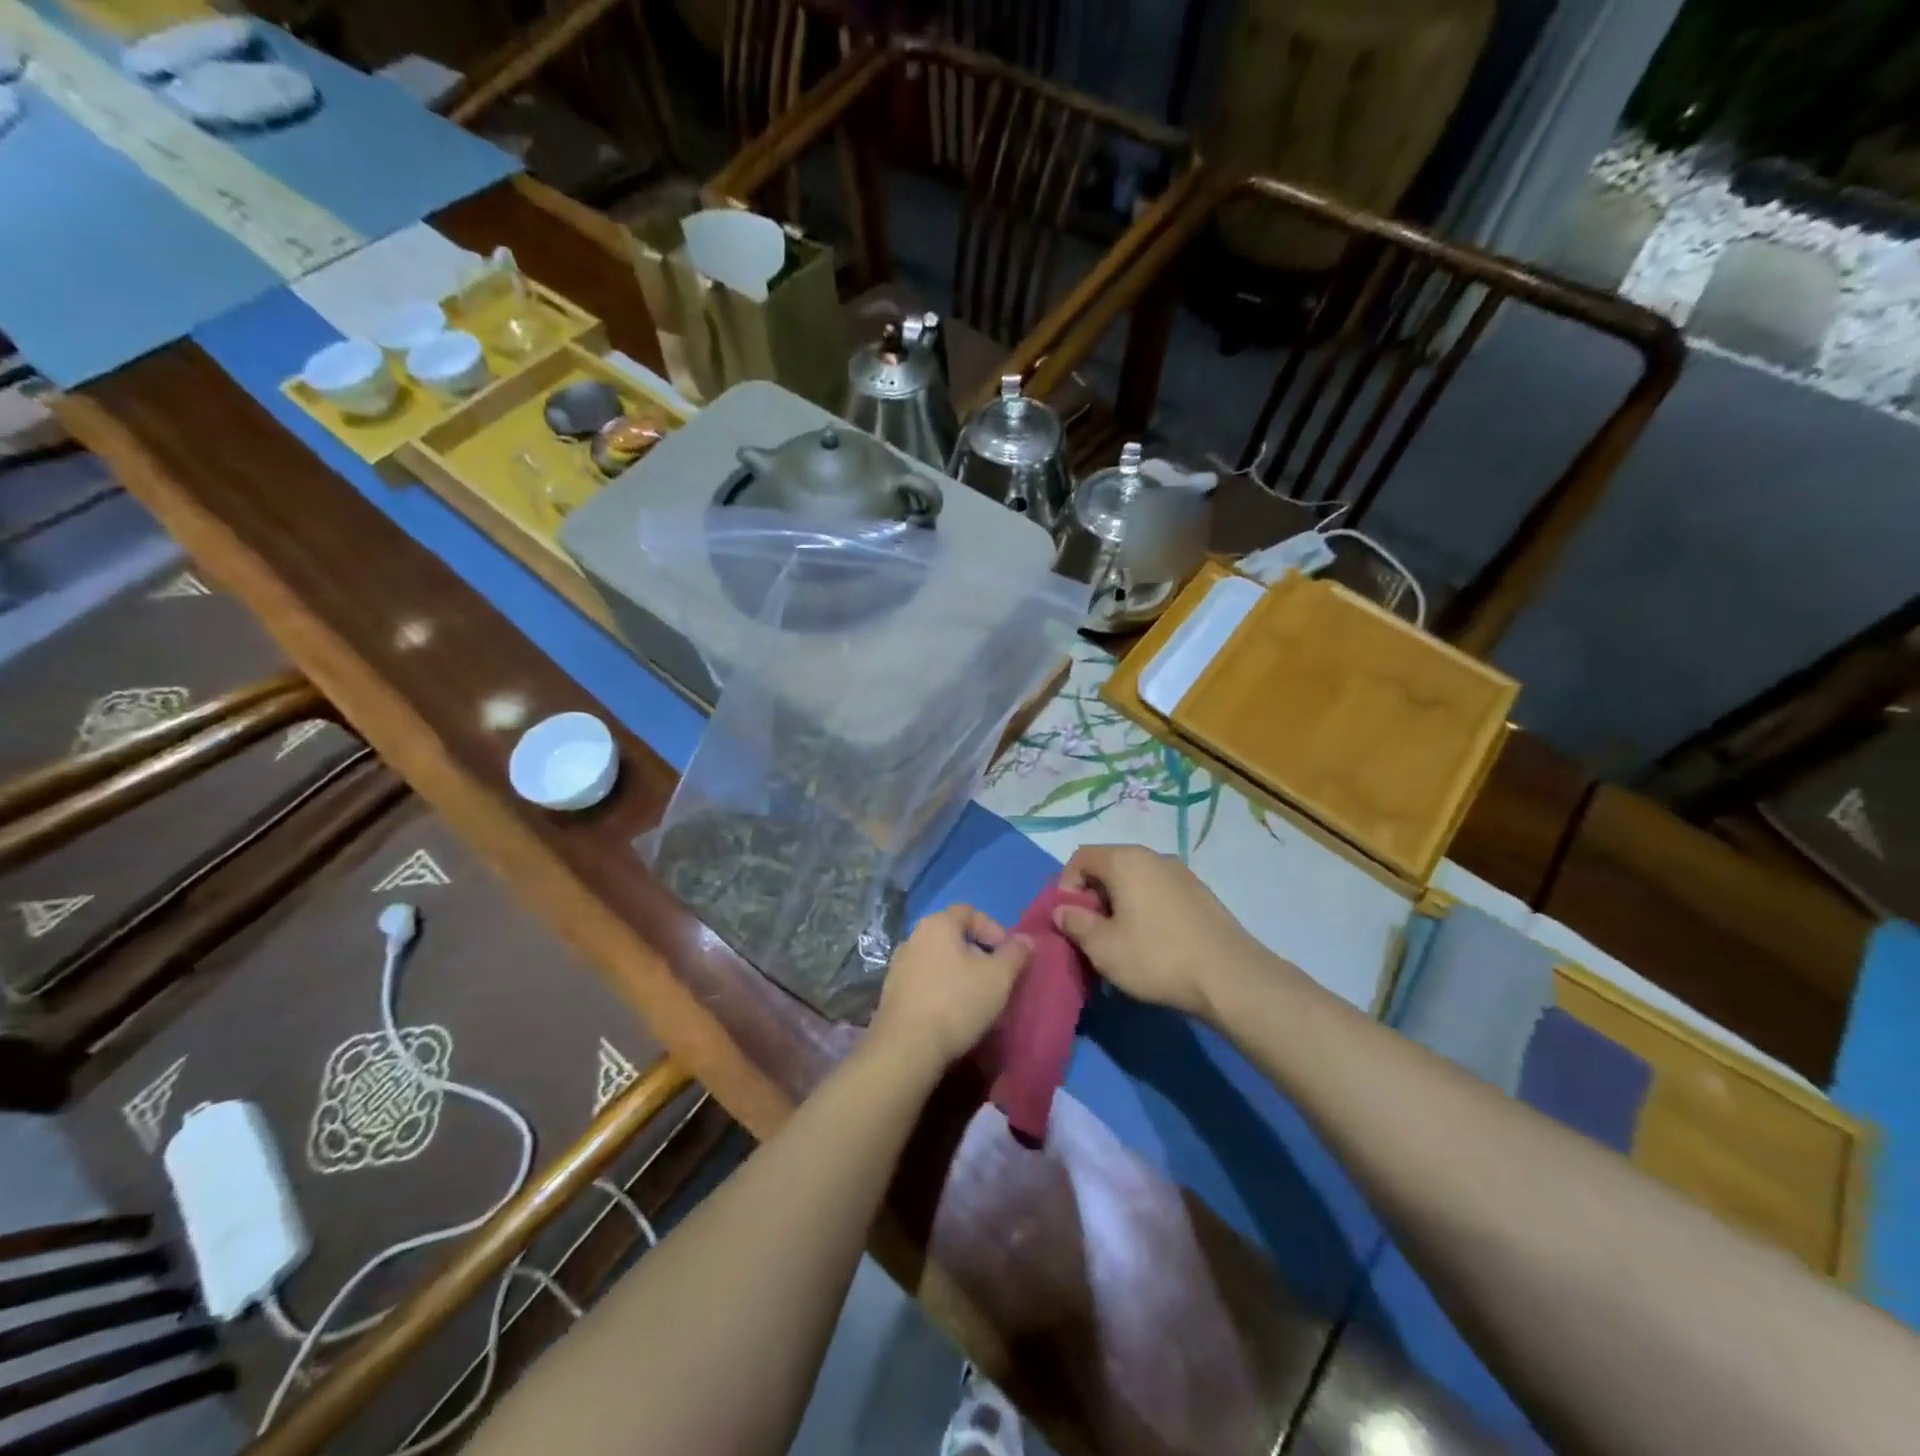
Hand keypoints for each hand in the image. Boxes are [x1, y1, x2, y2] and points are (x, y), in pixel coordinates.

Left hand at [869, 905, 1031, 1067]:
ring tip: (978, 1000)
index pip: (969, 911)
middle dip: (979, 955)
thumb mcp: (999, 977)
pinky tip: (955, 1015)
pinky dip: (943, 991)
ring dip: (961, 975)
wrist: (906, 1048)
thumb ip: (1016, 954)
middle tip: (997, 979)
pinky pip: (926, 983)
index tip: (1008, 955)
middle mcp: (913, 938)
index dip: (993, 929)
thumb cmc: (957, 1002)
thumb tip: (1026, 940)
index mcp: (937, 925)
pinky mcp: (892, 994)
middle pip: (953, 937)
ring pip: (939, 961)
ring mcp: (899, 966)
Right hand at [1054, 845, 1266, 1018]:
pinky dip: (1145, 911)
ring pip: (1135, 882)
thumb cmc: (1157, 957)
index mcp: (1126, 860)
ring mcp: (1182, 874)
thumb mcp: (1103, 947)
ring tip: (1122, 944)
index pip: (1081, 857)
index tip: (1070, 920)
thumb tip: (1063, 910)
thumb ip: (1075, 923)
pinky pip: (1159, 894)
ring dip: (1119, 906)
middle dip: (1093, 898)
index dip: (1066, 886)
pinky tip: (1152, 945)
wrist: (1231, 977)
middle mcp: (1154, 857)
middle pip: (1109, 867)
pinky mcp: (1201, 895)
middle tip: (1092, 935)